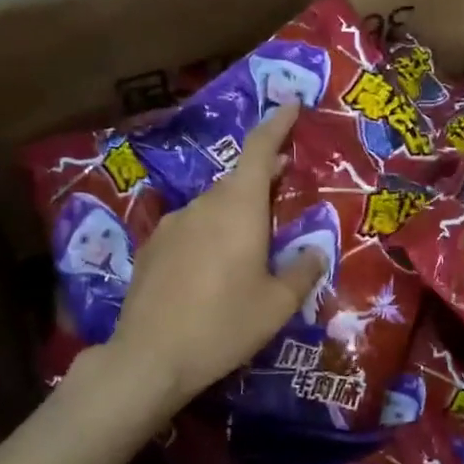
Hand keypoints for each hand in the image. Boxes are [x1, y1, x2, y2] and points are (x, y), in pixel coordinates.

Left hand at [105, 106, 324, 413]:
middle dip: (263, 176)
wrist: (149, 357)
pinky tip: (214, 266)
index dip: (277, 125)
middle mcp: (202, 206)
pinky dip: (210, 233)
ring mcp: (171, 225)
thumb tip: (314, 251)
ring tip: (253, 239)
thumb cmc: (223, 325)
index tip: (291, 105)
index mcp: (237, 209)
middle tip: (285, 183)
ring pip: (212, 206)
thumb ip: (302, 271)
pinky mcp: (151, 248)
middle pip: (237, 179)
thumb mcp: (277, 304)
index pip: (259, 150)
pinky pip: (190, 228)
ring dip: (236, 211)